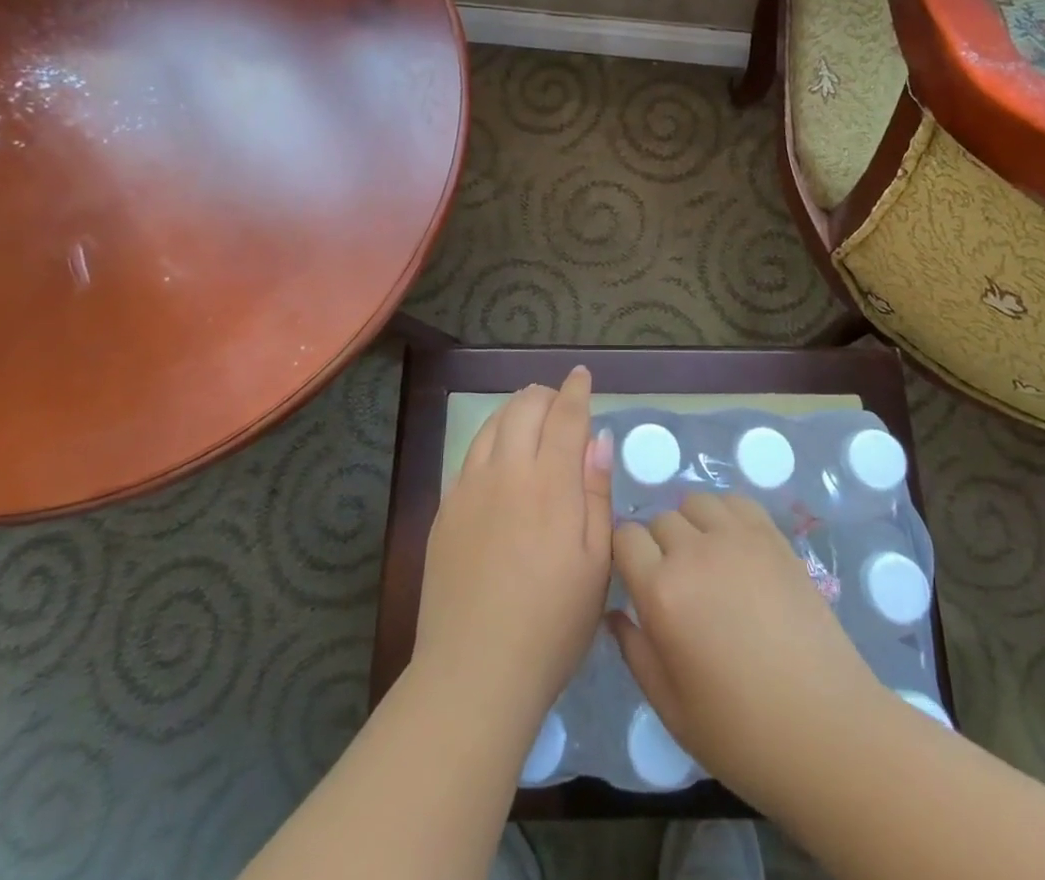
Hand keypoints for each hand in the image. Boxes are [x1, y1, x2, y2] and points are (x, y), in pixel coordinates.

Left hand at [412, 366, 613, 732]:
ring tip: (530, 418)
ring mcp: (470, 487)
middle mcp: (507, 471)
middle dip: (544, 395)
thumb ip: (596, 492)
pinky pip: (470, 453)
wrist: (475, 669)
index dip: (576, 391)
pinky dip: (491, 438)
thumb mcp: (596, 562)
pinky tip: (499, 456)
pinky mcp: (445, 508)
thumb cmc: (553, 622)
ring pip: (493, 424)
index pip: (565, 416)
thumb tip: (598, 438)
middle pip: (524, 408)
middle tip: (559, 403)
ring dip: (515, 410)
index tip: (582, 376)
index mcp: (551, 483)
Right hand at [610, 492, 884, 809]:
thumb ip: (635, 651)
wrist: (828, 732)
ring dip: (691, 525)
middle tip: (677, 585)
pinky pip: (736, 503)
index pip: (625, 538)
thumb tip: (616, 613)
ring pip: (695, 503)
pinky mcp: (773, 537)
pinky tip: (735, 550)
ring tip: (706, 562)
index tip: (637, 582)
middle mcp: (694, 553)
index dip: (627, 557)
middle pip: (659, 520)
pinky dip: (726, 516)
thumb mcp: (670, 707)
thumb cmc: (741, 734)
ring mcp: (738, 539)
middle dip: (658, 546)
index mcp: (662, 593)